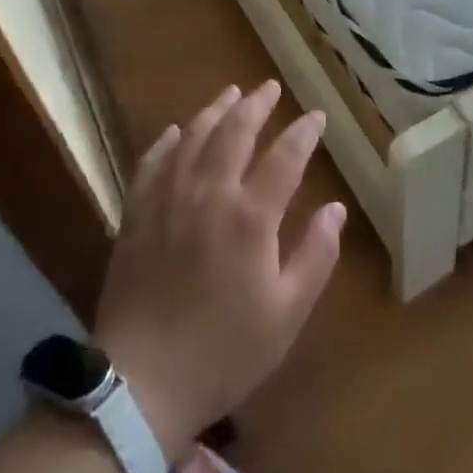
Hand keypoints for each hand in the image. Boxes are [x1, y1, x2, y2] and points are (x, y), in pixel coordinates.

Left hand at [91, 81, 344, 458]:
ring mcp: (168, 200)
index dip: (304, 132)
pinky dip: (168, 141)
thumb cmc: (223, 352)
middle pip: (235, 132)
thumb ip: (316, 256)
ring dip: (215, 111)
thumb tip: (336, 209)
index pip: (285, 156)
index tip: (316, 116)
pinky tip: (177, 131)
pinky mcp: (136, 215)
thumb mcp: (286, 314)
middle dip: (256, 105)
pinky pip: (152, 162)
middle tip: (269, 87)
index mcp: (251, 216)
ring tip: (230, 93)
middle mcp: (209, 193)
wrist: (141, 385)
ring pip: (194, 137)